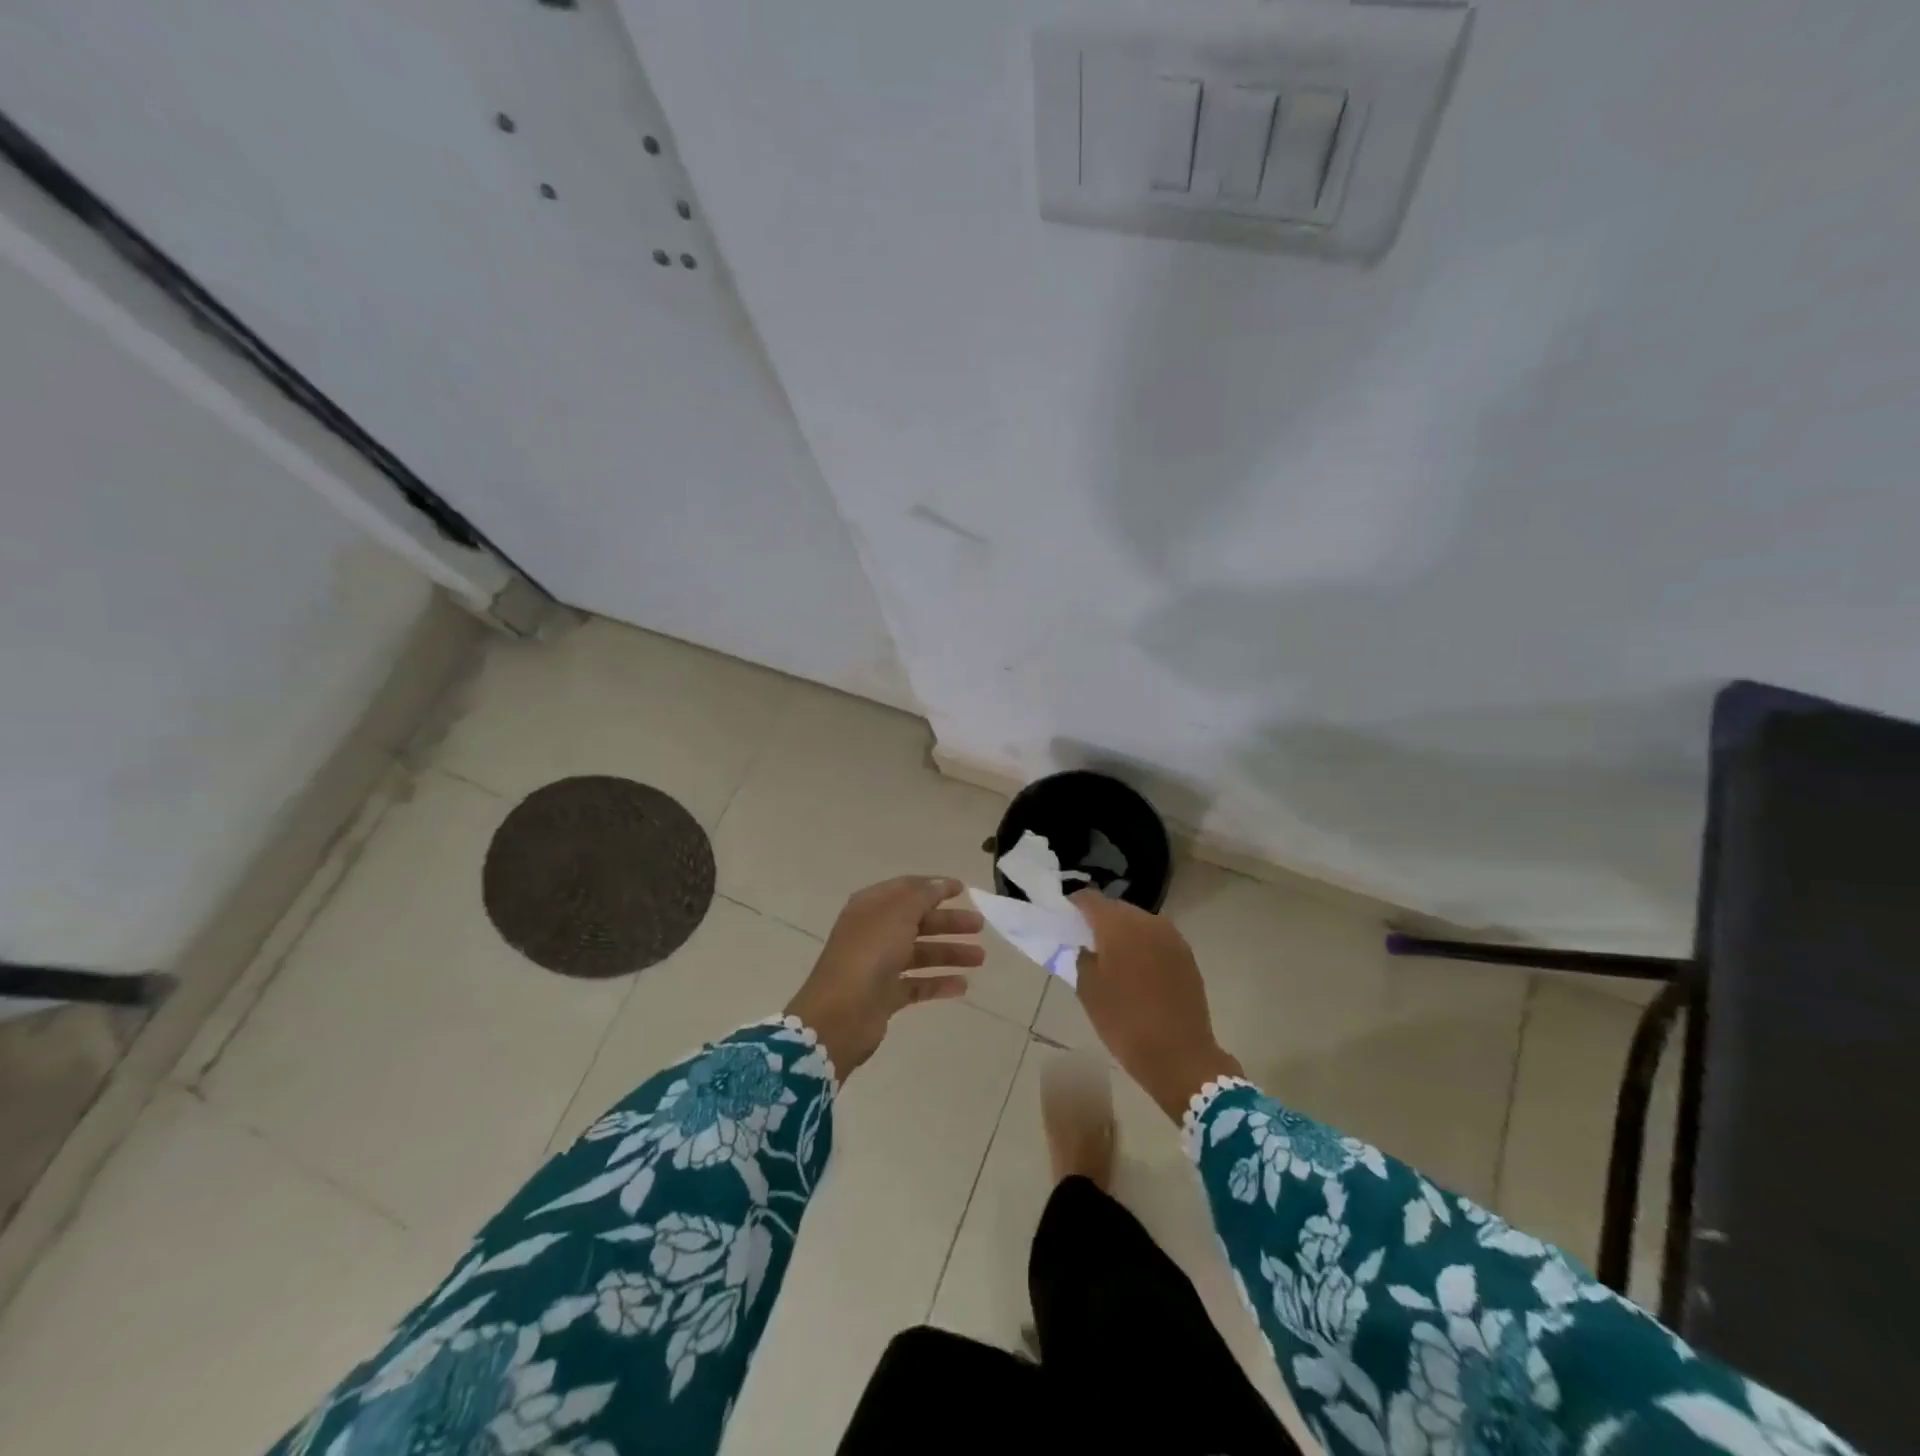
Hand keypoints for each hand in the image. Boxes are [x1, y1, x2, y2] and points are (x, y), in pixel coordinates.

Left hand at [785, 876, 984, 1075]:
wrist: (840, 1014)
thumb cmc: (869, 953)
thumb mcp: (897, 914)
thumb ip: (922, 896)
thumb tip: (940, 883)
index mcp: (871, 907)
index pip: (906, 889)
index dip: (934, 887)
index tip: (963, 889)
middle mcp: (874, 932)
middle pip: (917, 921)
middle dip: (948, 921)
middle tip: (979, 924)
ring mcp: (879, 965)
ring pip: (920, 953)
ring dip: (950, 953)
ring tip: (980, 957)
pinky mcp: (885, 995)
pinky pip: (918, 984)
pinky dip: (939, 983)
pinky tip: (963, 986)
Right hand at [1070, 891, 1242, 1121]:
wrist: (1180, 1056)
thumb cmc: (1125, 1021)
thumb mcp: (1088, 991)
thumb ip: (1083, 958)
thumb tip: (1088, 947)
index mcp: (1119, 925)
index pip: (1090, 899)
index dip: (1074, 906)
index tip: (1065, 920)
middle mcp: (1147, 921)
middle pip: (1117, 908)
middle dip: (1100, 920)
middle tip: (1086, 941)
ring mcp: (1171, 936)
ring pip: (1139, 922)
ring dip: (1124, 933)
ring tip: (1112, 957)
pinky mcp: (1186, 955)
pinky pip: (1156, 939)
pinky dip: (1143, 946)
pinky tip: (1136, 970)